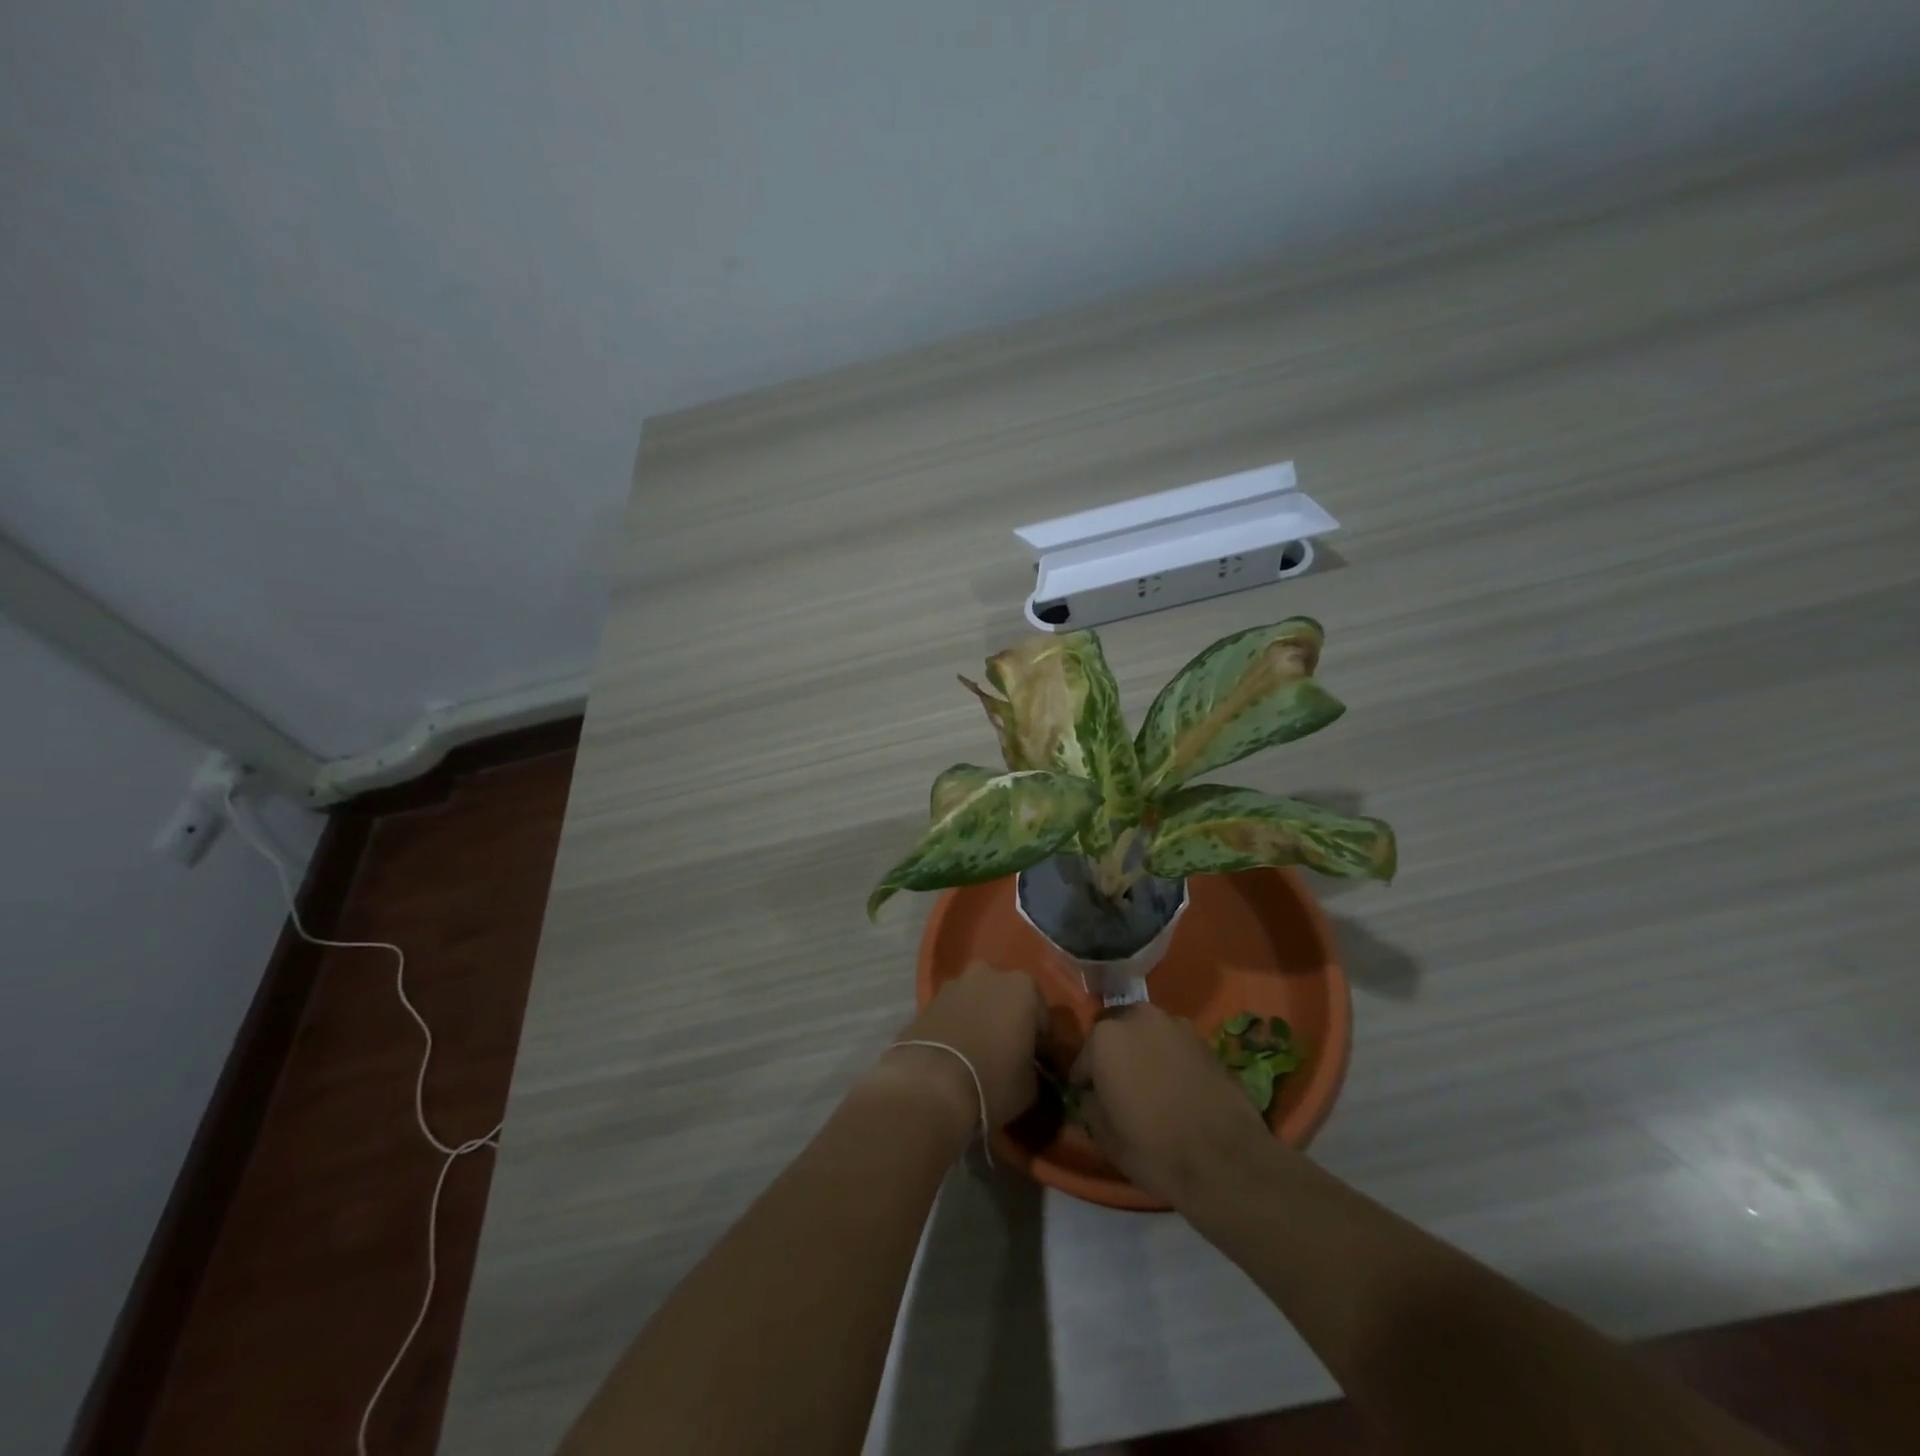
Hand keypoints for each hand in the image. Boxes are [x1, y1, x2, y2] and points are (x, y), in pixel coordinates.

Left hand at [881, 963, 1045, 1133]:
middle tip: (1008, 1055)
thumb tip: (1028, 1070)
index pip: (1042, 1018)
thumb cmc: (992, 1080)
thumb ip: (1034, 1069)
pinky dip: (958, 1026)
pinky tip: (956, 1053)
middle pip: (1008, 1000)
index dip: (1041, 1044)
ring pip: (978, 1001)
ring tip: (978, 1054)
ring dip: (982, 1020)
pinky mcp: (929, 998)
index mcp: (1024, 987)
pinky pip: (954, 1012)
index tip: (1036, 1065)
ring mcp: (956, 983)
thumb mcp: (1030, 1086)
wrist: (930, 1083)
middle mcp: (990, 973)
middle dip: (1009, 1021)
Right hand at [1073, 1003, 1270, 1203]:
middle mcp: (1138, 1017)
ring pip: (1147, 1033)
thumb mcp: (1104, 1135)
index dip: (1085, 1080)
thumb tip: (1093, 1095)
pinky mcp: (1205, 1039)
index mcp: (1105, 1037)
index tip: (1089, 1097)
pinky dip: (1169, 1058)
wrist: (1225, 1161)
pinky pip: (1174, 1044)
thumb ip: (1090, 1105)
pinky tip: (1175, 1086)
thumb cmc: (1153, 1148)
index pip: (1084, 1058)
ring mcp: (1175, 1024)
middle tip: (1119, 1084)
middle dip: (1114, 1053)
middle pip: (1116, 1032)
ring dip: (1143, 1050)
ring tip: (1150, 1083)